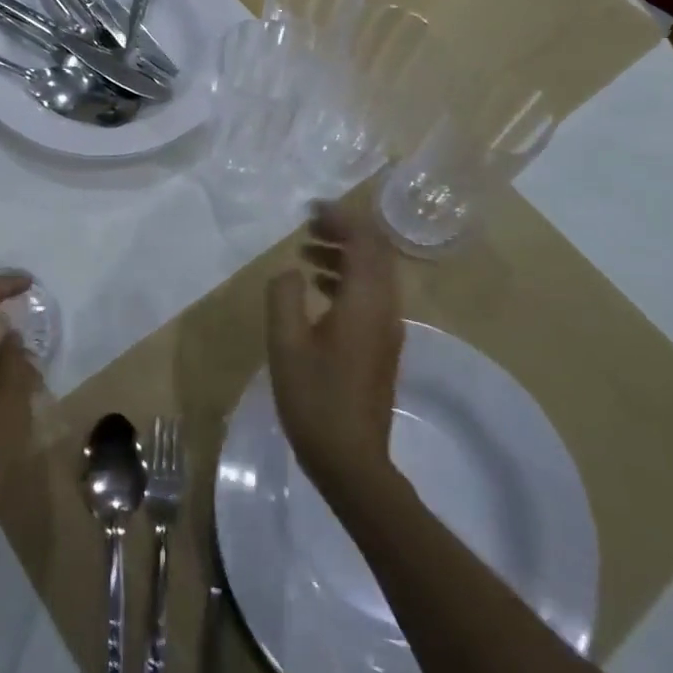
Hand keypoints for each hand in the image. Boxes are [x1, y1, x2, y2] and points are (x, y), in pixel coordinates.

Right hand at [265, 201, 404, 506]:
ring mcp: (388, 328)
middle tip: (309, 226)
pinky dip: (347, 278)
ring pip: (374, 274)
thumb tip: (289, 271)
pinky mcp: (382, 345)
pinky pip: (370, 294)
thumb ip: (284, 297)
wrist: (352, 462)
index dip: (341, 218)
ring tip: (307, 251)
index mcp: (365, 302)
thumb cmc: (315, 400)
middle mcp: (385, 308)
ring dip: (345, 254)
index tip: (311, 210)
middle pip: (376, 253)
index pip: (365, 241)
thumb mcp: (286, 344)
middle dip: (345, 231)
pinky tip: (317, 289)